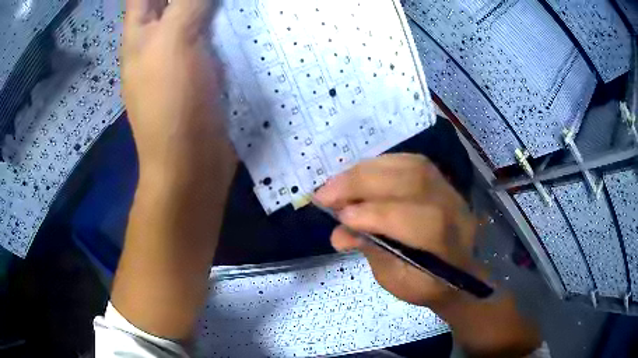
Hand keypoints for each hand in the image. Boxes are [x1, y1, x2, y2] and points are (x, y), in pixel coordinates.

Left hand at [112, 0, 234, 338]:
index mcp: (141, 34)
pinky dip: (228, 25)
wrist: (191, 165)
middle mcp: (157, 42)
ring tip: (239, 2)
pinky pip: (214, 38)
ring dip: (215, 7)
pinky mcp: (203, 73)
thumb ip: (187, 3)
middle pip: (172, 2)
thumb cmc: (173, 104)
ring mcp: (180, 58)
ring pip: (196, 17)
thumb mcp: (173, 42)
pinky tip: (247, 18)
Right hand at [316, 154, 540, 356]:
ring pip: (412, 166)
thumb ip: (371, 252)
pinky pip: (411, 162)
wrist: (459, 274)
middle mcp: (454, 210)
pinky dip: (381, 164)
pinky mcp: (442, 180)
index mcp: (446, 246)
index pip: (413, 220)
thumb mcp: (396, 281)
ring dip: (368, 170)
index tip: (338, 217)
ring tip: (338, 182)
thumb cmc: (426, 285)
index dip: (373, 215)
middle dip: (362, 184)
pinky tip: (361, 174)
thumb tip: (338, 232)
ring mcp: (451, 191)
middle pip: (412, 182)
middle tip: (326, 192)